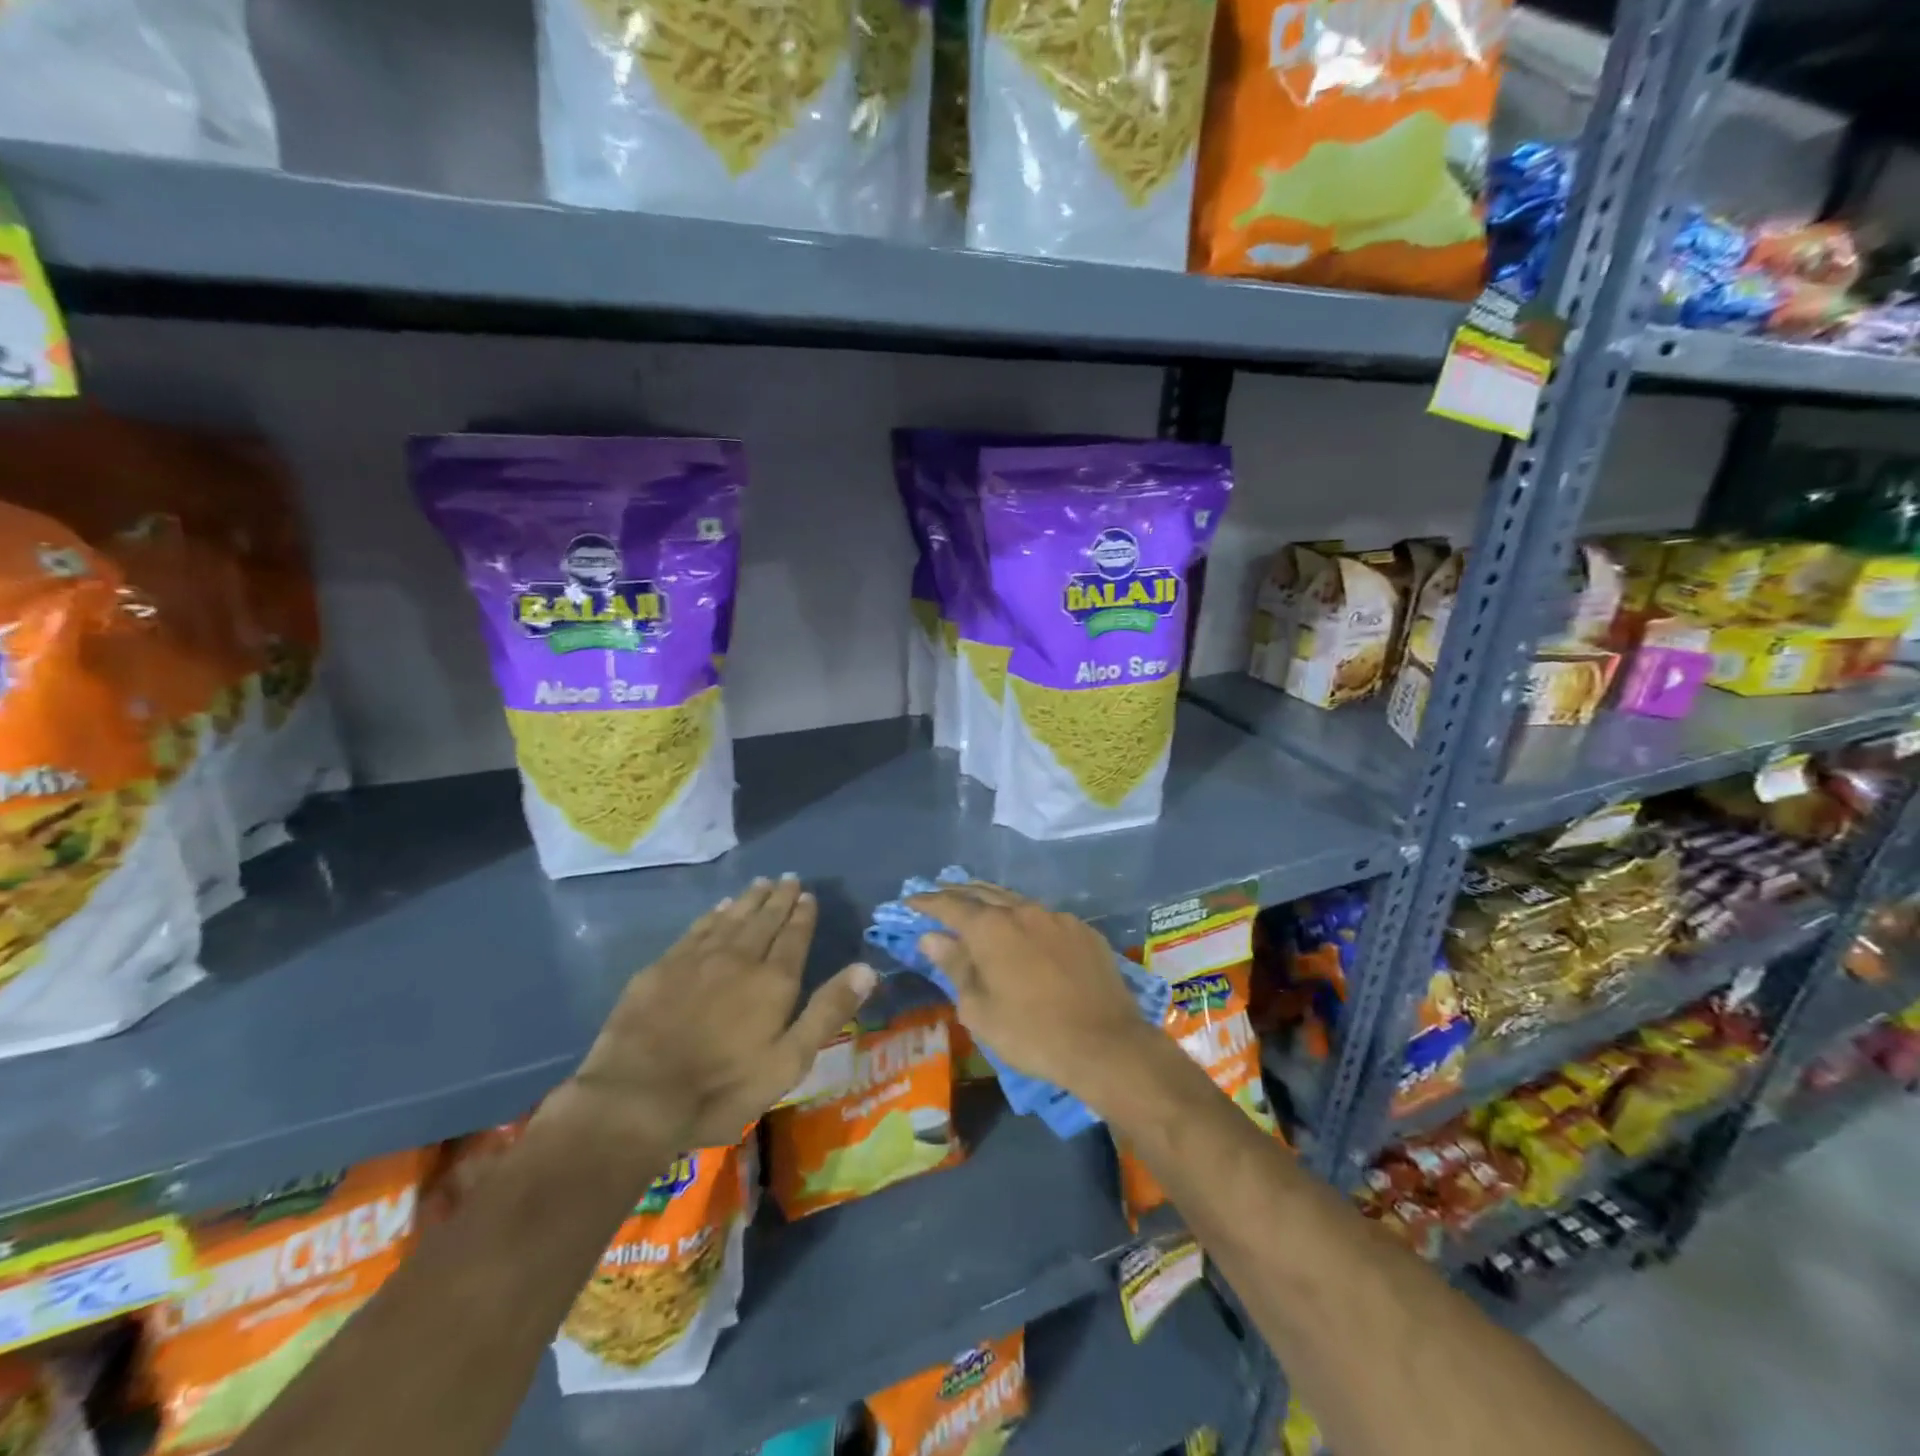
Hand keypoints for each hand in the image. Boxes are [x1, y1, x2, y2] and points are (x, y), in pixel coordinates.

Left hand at [566, 877, 876, 1150]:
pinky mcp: (663, 967)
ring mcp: (697, 959)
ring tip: (761, 884)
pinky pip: (696, 929)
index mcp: (773, 981)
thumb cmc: (722, 1088)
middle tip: (788, 878)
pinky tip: (718, 909)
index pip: (794, 937)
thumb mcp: (788, 1062)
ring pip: (731, 919)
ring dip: (748, 900)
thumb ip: (827, 1012)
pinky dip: (712, 915)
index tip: (808, 895)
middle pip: (764, 920)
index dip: (803, 915)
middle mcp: (739, 958)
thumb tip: (867, 968)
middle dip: (779, 899)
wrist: (637, 1097)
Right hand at [905, 881, 1160, 1101]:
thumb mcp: (979, 1009)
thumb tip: (931, 937)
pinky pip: (1046, 917)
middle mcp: (1024, 911)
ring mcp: (1058, 918)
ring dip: (993, 902)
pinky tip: (1026, 933)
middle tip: (940, 893)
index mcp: (992, 928)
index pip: (950, 905)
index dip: (927, 901)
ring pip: (1017, 901)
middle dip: (958, 892)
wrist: (1105, 1045)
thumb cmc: (1031, 1033)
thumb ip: (955, 966)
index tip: (910, 900)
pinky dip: (1026, 919)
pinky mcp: (1084, 932)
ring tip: (979, 907)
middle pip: (984, 893)